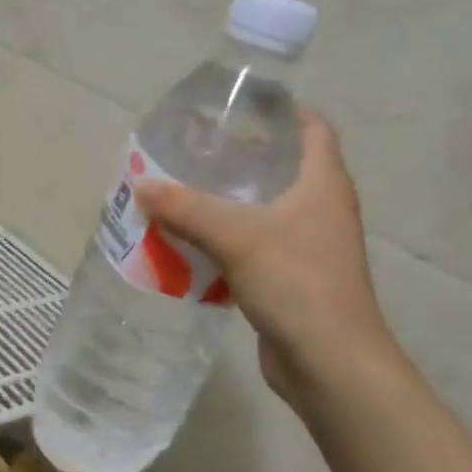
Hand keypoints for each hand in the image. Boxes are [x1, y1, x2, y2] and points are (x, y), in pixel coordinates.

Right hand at [135, 110, 396, 404]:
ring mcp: (308, 245)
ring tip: (182, 190)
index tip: (235, 108)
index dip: (279, 111)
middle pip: (282, 166)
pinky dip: (225, 238)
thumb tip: (141, 185)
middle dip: (239, 156)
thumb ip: (187, 208)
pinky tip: (190, 240)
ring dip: (227, 200)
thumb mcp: (237, 237)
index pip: (311, 127)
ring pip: (264, 208)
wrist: (330, 363)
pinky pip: (255, 244)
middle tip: (193, 150)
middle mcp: (321, 207)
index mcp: (323, 183)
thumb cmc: (296, 283)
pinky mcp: (292, 277)